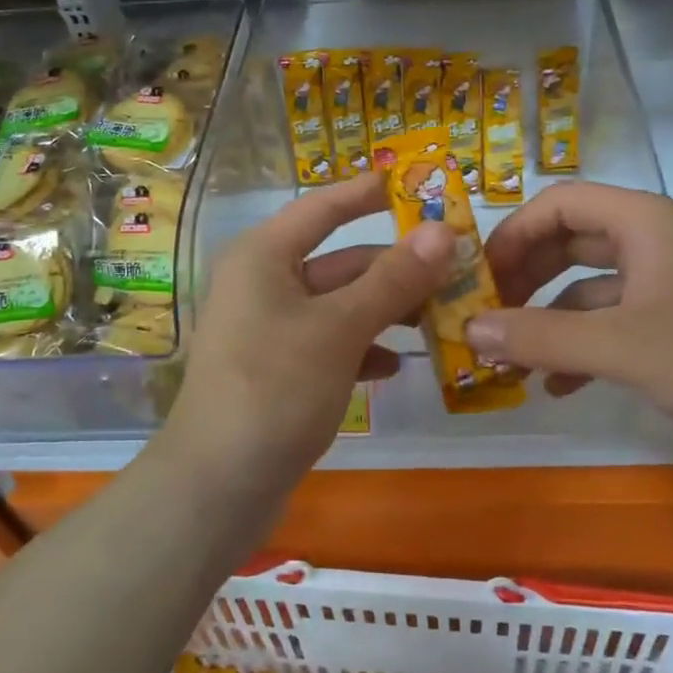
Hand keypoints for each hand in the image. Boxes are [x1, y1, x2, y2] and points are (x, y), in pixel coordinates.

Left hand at [162, 173, 455, 488]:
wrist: (217, 487)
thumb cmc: (275, 388)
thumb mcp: (340, 329)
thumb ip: (393, 279)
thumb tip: (443, 231)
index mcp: (264, 256)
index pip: (323, 207)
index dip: (369, 192)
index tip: (416, 184)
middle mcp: (263, 283)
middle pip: (339, 261)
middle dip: (395, 267)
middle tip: (455, 270)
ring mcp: (269, 329)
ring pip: (339, 305)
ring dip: (385, 310)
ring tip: (439, 318)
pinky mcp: (278, 370)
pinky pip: (330, 343)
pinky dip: (362, 348)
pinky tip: (395, 367)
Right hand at [472, 182, 672, 443]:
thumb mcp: (620, 347)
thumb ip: (540, 337)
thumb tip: (469, 329)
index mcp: (641, 222)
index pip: (559, 203)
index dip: (513, 233)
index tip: (480, 276)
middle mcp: (650, 241)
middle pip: (568, 241)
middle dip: (524, 277)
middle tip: (486, 313)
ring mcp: (664, 282)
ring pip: (586, 286)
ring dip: (547, 318)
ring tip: (509, 357)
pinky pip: (611, 321)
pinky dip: (579, 345)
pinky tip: (555, 384)